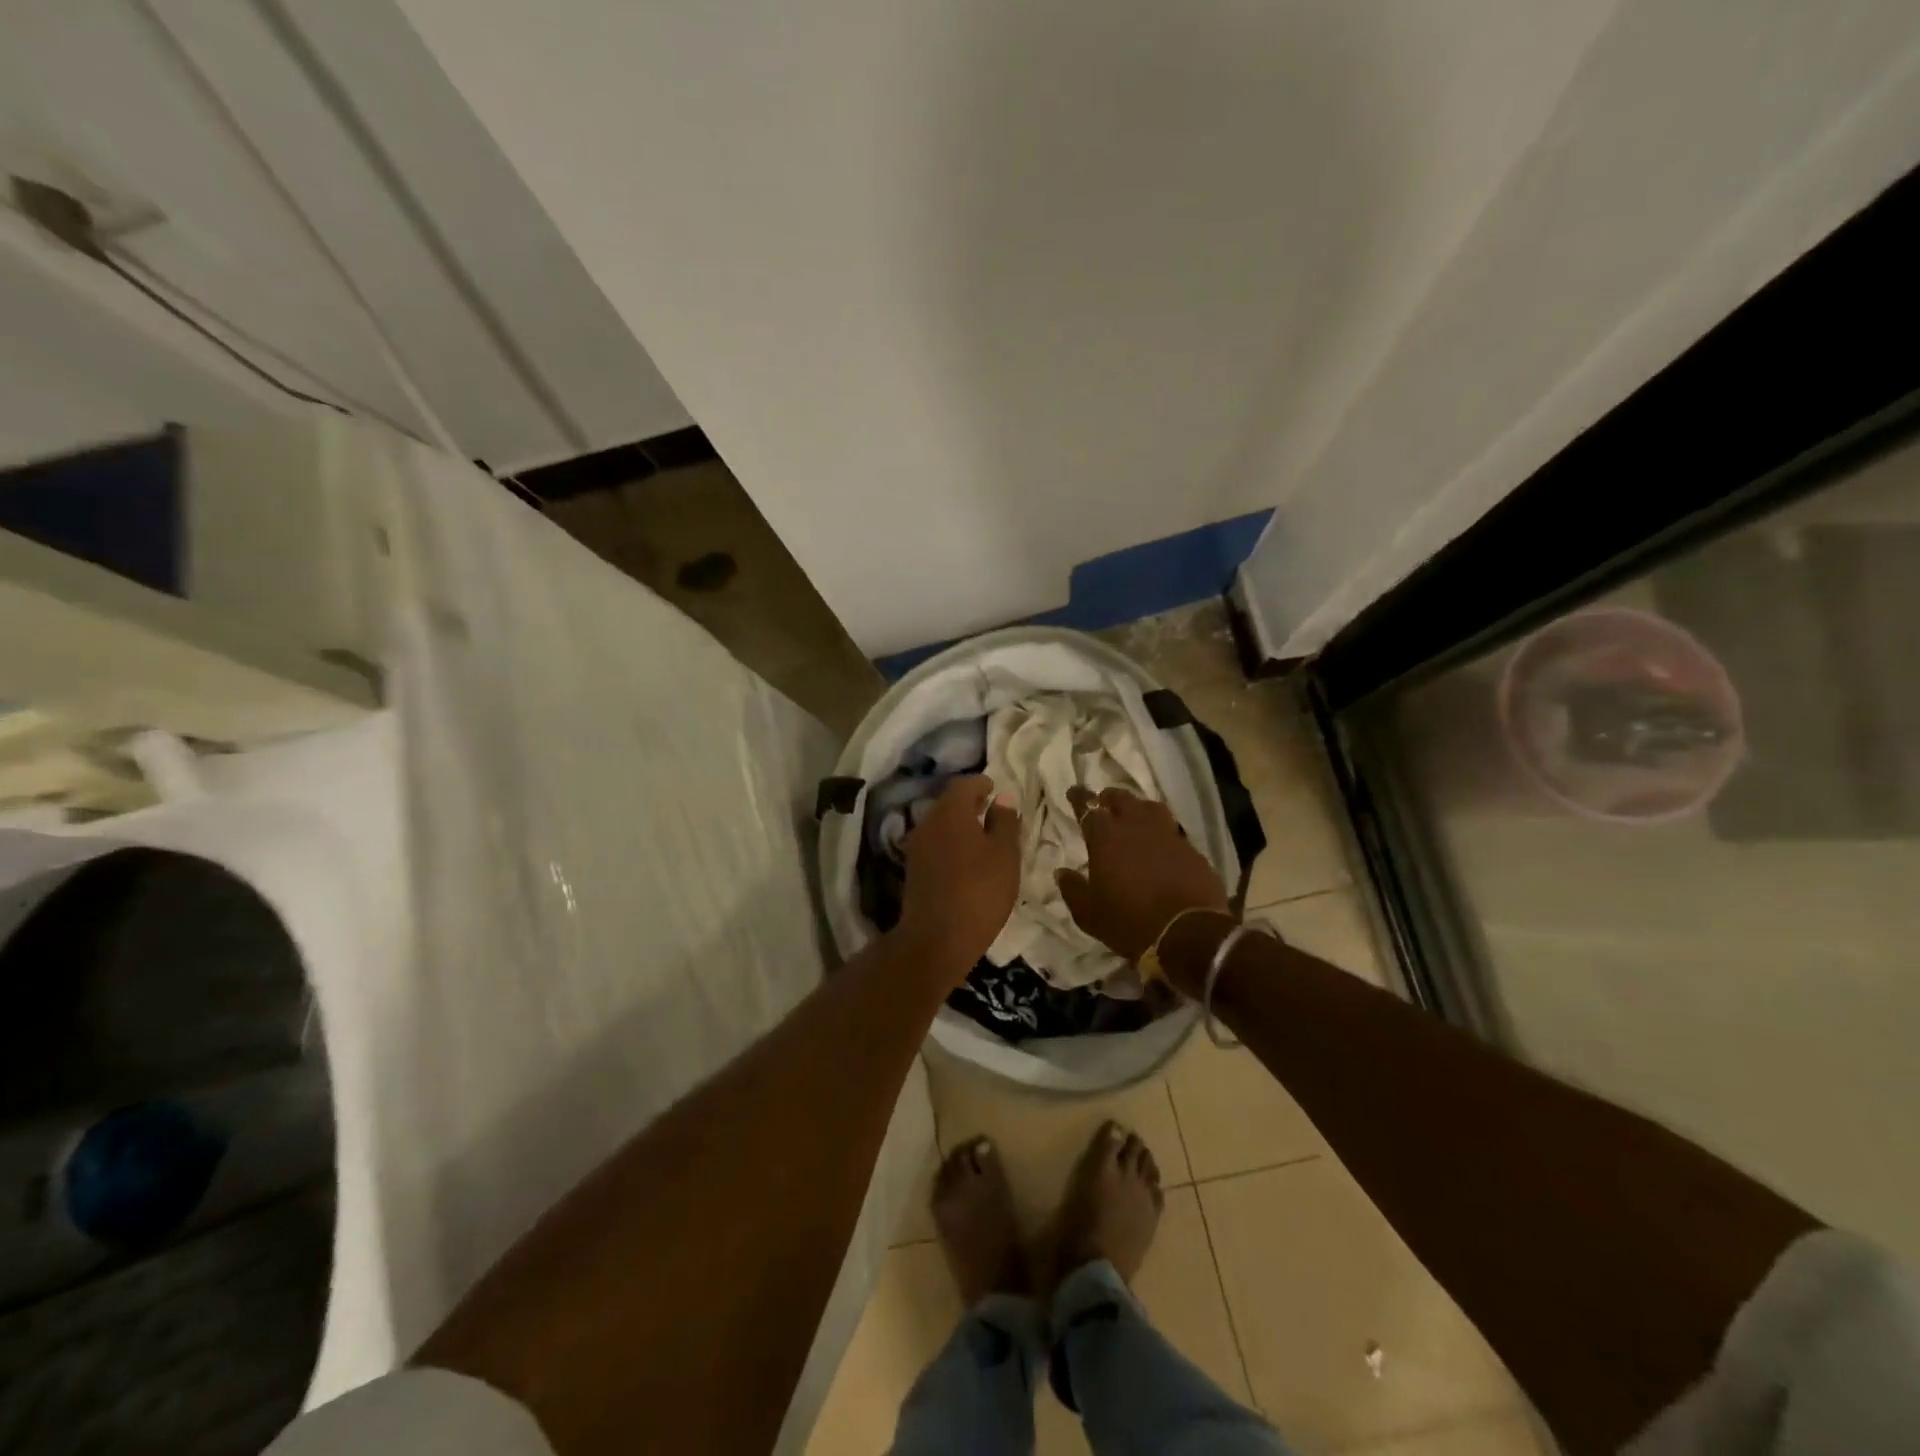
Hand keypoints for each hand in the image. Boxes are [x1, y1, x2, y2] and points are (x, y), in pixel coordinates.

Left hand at [897, 775, 1021, 978]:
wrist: (936, 939)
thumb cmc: (979, 891)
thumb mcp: (1004, 855)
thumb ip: (1005, 822)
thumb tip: (1003, 797)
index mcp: (950, 812)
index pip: (964, 784)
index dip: (981, 783)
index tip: (995, 789)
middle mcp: (928, 822)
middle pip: (948, 803)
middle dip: (970, 804)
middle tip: (992, 811)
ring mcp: (917, 847)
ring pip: (940, 825)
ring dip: (960, 825)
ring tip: (983, 837)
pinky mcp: (913, 870)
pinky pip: (935, 845)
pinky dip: (951, 844)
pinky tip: (966, 860)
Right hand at [1056, 786, 1229, 961]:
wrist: (1188, 933)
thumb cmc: (1130, 922)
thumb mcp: (1089, 914)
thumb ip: (1072, 889)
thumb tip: (1061, 872)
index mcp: (1106, 837)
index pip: (1088, 807)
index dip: (1079, 798)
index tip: (1074, 792)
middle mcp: (1137, 826)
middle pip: (1122, 799)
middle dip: (1110, 798)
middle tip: (1104, 803)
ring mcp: (1168, 835)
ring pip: (1151, 808)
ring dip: (1139, 808)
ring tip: (1134, 816)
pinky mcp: (1192, 849)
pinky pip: (1173, 831)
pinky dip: (1163, 832)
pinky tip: (1161, 843)